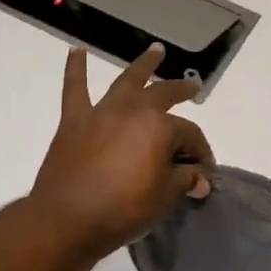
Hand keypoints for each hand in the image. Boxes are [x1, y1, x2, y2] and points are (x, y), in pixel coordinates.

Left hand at [29, 45, 214, 258]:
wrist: (67, 219)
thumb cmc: (123, 210)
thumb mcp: (164, 198)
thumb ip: (184, 181)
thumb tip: (200, 178)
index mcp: (160, 127)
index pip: (190, 135)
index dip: (200, 153)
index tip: (203, 172)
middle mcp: (133, 110)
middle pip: (164, 95)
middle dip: (181, 91)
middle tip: (191, 88)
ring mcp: (102, 112)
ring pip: (127, 81)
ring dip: (143, 65)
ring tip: (155, 51)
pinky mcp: (74, 121)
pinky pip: (75, 88)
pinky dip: (75, 68)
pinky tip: (76, 50)